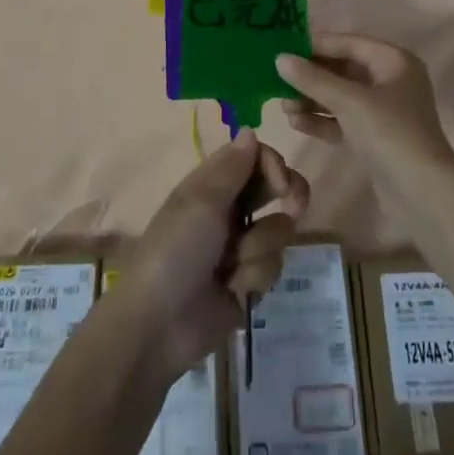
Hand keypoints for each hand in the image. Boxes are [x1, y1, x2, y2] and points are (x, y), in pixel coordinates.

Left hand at [118, 130, 309, 377]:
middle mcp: (229, 209)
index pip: (254, 157)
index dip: (273, 164)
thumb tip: (250, 130)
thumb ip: (232, 166)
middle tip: (294, 204)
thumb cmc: (176, 251)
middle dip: (288, 194)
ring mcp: (240, 246)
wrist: (159, 325)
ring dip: (259, 247)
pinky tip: (234, 288)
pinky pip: (273, 266)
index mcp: (211, 184)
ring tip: (233, 266)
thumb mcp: (202, 202)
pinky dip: (254, 276)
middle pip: (274, 187)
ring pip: (278, 230)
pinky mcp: (249, 281)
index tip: (281, 182)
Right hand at [277, 34, 453, 193]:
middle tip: (275, 78)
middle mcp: (390, 81)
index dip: (315, 45)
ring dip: (312, 99)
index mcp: (394, 61)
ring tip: (281, 104)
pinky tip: (295, 122)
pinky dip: (321, 120)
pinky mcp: (375, 138)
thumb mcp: (349, 101)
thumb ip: (313, 79)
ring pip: (340, 96)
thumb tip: (279, 58)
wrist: (422, 194)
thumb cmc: (390, 134)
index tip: (282, 47)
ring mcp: (383, 111)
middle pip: (343, 69)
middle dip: (310, 75)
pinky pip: (343, 120)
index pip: (348, 43)